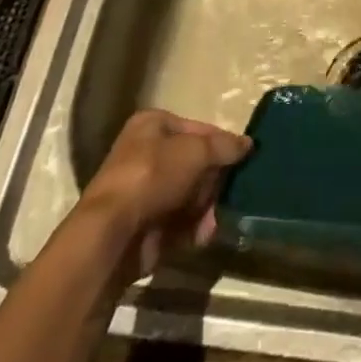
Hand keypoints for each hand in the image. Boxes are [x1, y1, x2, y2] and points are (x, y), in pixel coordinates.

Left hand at [75, 110, 250, 276]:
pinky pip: (178, 221)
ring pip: (188, 195)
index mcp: (152, 125)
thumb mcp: (196, 151)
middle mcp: (145, 154)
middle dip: (213, 182)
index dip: (220, 143)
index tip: (241, 159)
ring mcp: (143, 192)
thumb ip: (225, 146)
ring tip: (214, 220)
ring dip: (206, 208)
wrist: (111, 234)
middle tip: (228, 192)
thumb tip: (248, 143)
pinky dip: (192, 228)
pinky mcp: (143, 224)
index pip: (197, 129)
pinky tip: (202, 235)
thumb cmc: (153, 176)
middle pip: (194, 164)